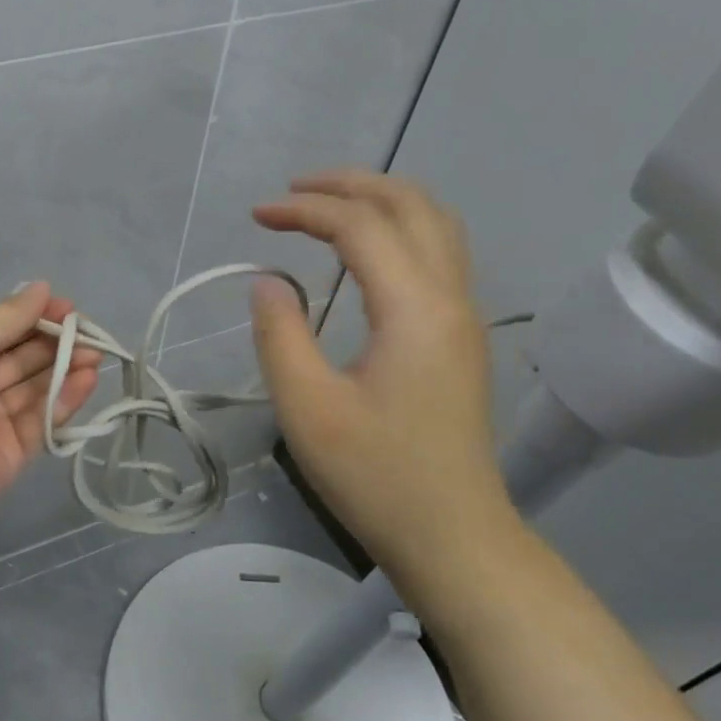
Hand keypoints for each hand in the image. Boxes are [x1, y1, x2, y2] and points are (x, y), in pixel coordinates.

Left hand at [0, 283, 101, 513]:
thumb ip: (10, 315)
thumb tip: (42, 287)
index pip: (2, 331)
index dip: (35, 318)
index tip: (68, 309)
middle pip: (22, 360)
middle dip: (56, 344)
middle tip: (90, 333)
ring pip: (36, 390)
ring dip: (66, 370)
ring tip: (96, 354)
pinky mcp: (14, 452)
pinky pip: (42, 421)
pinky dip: (65, 400)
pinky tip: (87, 379)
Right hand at [248, 170, 515, 571]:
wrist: (453, 536)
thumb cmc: (375, 476)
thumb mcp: (307, 408)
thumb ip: (280, 335)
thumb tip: (268, 282)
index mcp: (414, 309)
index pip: (361, 226)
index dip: (305, 209)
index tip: (256, 216)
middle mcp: (450, 298)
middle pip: (412, 206)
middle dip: (351, 185)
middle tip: (293, 191)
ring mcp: (464, 317)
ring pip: (435, 225)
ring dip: (381, 201)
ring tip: (326, 206)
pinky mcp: (461, 338)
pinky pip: (439, 254)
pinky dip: (398, 229)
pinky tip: (364, 252)